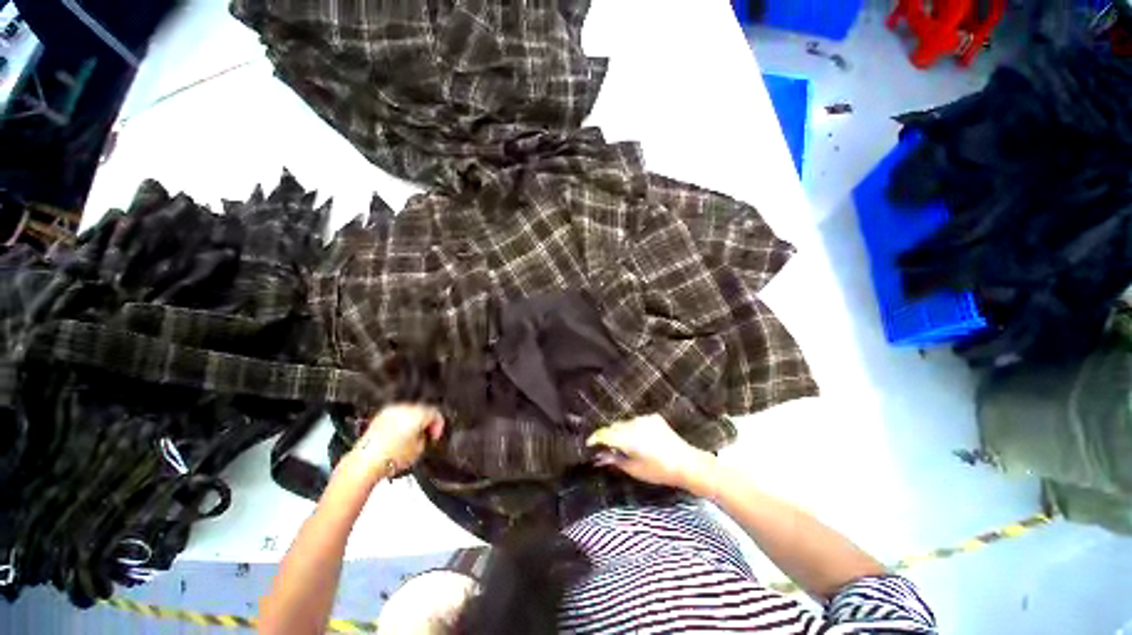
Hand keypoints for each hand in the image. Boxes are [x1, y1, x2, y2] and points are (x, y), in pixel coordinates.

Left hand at [349, 404, 444, 477]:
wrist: (365, 463)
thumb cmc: (391, 457)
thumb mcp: (419, 450)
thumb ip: (425, 437)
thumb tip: (423, 435)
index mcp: (418, 414)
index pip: (435, 413)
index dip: (438, 425)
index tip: (435, 435)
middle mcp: (405, 408)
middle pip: (422, 410)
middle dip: (425, 422)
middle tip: (426, 435)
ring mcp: (390, 411)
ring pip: (408, 412)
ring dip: (413, 422)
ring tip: (411, 437)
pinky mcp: (379, 417)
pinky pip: (396, 416)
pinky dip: (400, 423)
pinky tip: (399, 436)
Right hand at [586, 414, 715, 494]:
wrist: (687, 463)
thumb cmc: (659, 471)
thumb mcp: (634, 469)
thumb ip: (615, 459)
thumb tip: (599, 456)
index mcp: (628, 437)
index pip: (604, 433)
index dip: (594, 438)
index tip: (589, 444)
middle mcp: (634, 423)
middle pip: (614, 427)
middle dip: (608, 436)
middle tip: (607, 449)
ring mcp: (644, 418)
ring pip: (625, 423)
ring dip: (621, 432)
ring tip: (625, 446)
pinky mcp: (654, 417)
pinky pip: (637, 421)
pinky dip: (633, 429)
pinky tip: (639, 440)